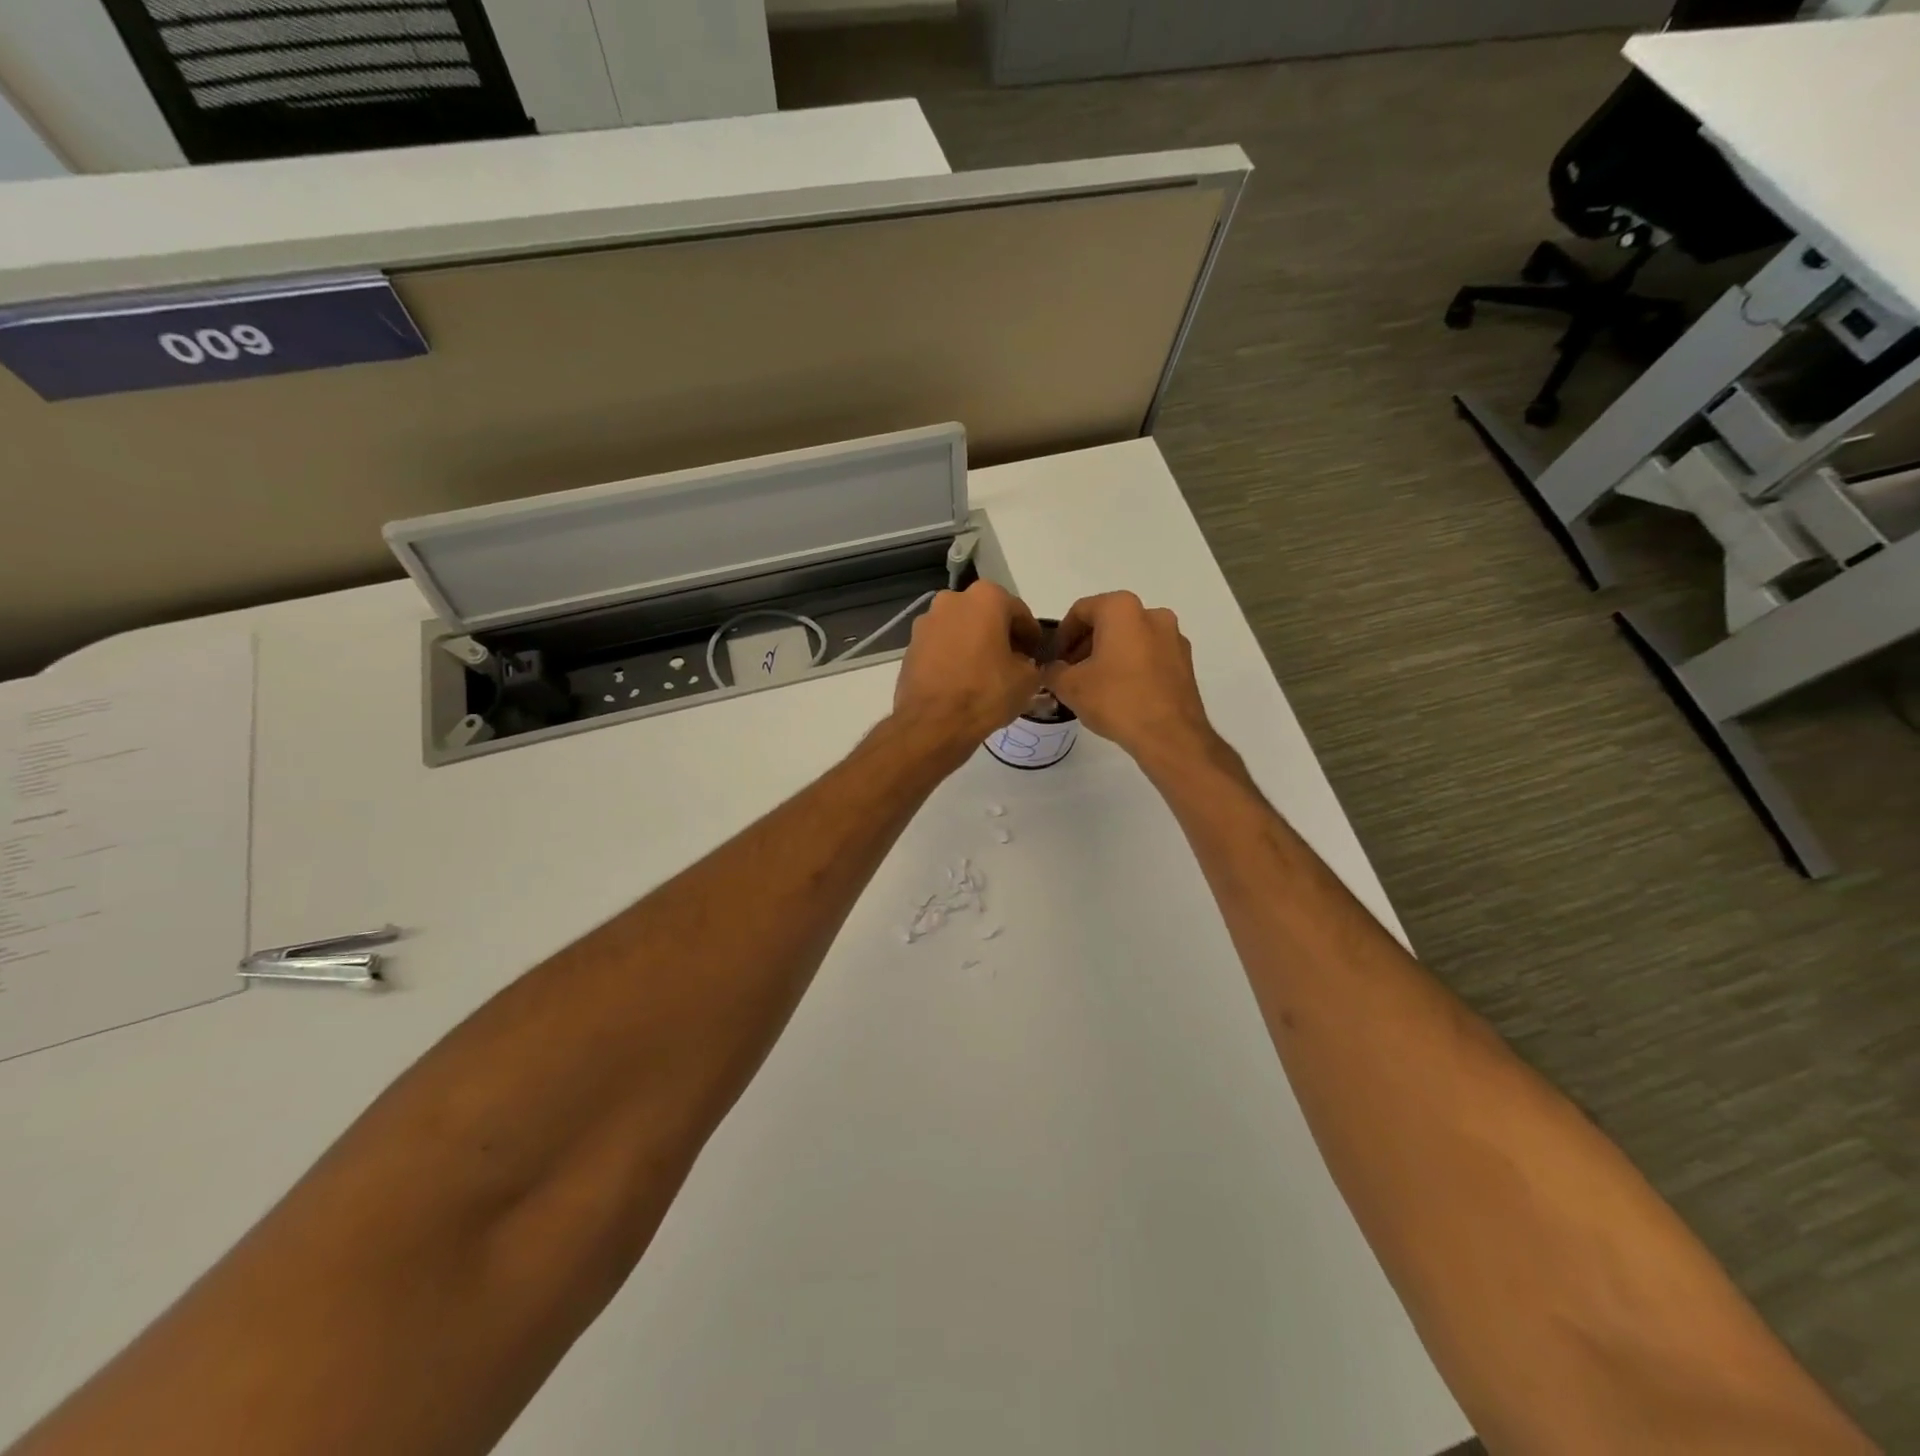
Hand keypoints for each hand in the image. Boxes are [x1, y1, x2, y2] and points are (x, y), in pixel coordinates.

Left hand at [891, 582, 1042, 763]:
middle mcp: (952, 600)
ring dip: (975, 644)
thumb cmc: (986, 693)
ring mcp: (926, 622)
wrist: (933, 723)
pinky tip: (962, 680)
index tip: (1035, 655)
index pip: (1019, 613)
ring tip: (985, 673)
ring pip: (961, 629)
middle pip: (986, 615)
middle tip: (1012, 663)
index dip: (1031, 636)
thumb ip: (1032, 663)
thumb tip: (1023, 664)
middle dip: (1000, 635)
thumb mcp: (1027, 680)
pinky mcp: (911, 645)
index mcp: (985, 598)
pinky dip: (953, 656)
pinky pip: (941, 646)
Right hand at [1043, 592, 1214, 763]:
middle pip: (1108, 622)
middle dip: (1085, 645)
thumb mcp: (1070, 686)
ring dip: (1109, 655)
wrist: (1170, 735)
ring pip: (1130, 638)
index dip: (1062, 635)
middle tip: (1070, 672)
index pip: (1081, 611)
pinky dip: (1131, 666)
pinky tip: (1120, 693)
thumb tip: (1051, 669)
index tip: (1054, 659)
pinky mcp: (1185, 662)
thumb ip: (1052, 671)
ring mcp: (1173, 637)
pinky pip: (1149, 655)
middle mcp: (1152, 614)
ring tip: (1094, 684)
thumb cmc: (1116, 700)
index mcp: (1122, 609)